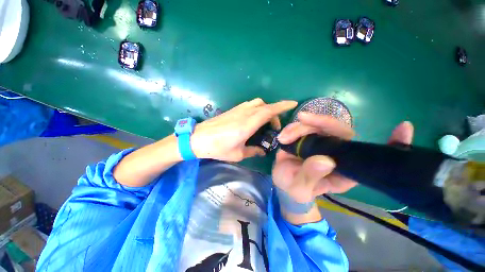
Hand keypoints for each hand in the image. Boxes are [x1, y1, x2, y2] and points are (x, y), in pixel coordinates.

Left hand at [191, 98, 297, 161]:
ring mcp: (238, 109)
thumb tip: (262, 151)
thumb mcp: (238, 154)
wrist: (198, 138)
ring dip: (265, 109)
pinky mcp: (232, 110)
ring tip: (265, 123)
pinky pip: (249, 105)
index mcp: (248, 124)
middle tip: (274, 127)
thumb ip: (253, 151)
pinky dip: (256, 109)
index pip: (269, 111)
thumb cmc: (218, 148)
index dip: (283, 106)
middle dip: (274, 112)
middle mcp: (245, 113)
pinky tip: (253, 120)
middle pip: (265, 105)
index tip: (293, 103)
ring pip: (257, 103)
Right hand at [273, 112, 413, 203]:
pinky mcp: (307, 139)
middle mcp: (337, 154)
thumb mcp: (300, 188)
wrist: (285, 184)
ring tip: (284, 138)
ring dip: (299, 127)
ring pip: (317, 126)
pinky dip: (293, 129)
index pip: (368, 155)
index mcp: (344, 170)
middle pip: (338, 131)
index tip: (404, 128)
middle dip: (320, 122)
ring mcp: (321, 144)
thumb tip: (325, 160)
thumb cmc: (295, 189)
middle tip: (302, 119)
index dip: (391, 144)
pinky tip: (284, 136)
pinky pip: (303, 127)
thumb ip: (311, 176)